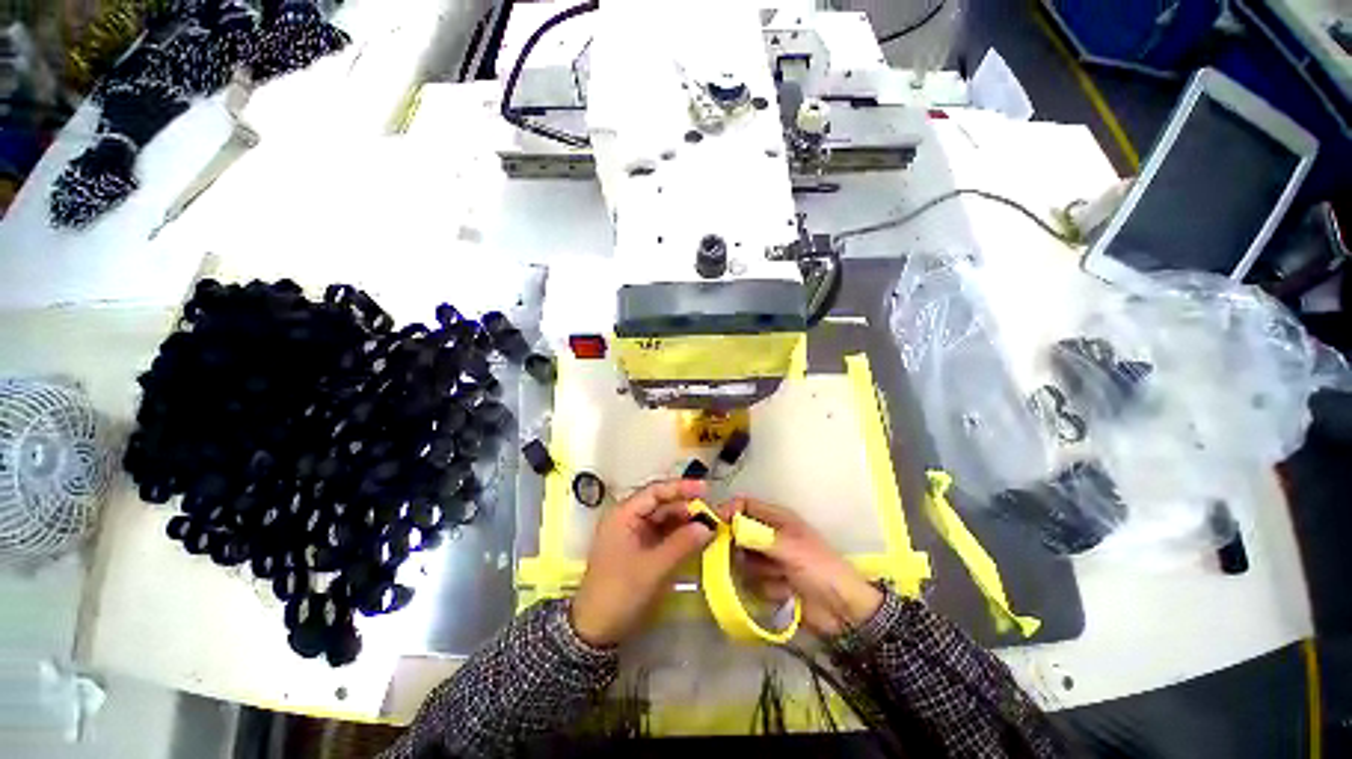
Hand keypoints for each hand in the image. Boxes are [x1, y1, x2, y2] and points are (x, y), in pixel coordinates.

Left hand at [570, 479, 713, 646]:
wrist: (595, 631)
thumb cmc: (620, 592)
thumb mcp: (653, 568)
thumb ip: (682, 544)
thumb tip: (709, 526)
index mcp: (624, 514)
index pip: (655, 491)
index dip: (681, 488)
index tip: (706, 489)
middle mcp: (628, 518)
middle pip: (661, 504)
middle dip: (687, 507)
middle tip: (713, 513)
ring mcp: (634, 534)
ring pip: (664, 519)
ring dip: (685, 521)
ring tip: (710, 525)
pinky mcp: (640, 549)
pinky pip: (663, 535)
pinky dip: (679, 535)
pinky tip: (696, 538)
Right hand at [722, 497, 881, 637]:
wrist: (843, 611)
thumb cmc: (820, 569)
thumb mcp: (791, 548)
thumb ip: (758, 536)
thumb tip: (730, 526)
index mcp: (777, 519)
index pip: (745, 505)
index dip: (728, 510)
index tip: (713, 524)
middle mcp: (770, 536)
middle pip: (739, 533)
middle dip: (741, 548)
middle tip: (745, 558)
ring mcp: (770, 560)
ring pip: (744, 560)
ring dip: (759, 572)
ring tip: (780, 578)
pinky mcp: (770, 582)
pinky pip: (753, 582)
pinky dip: (766, 588)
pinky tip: (785, 592)